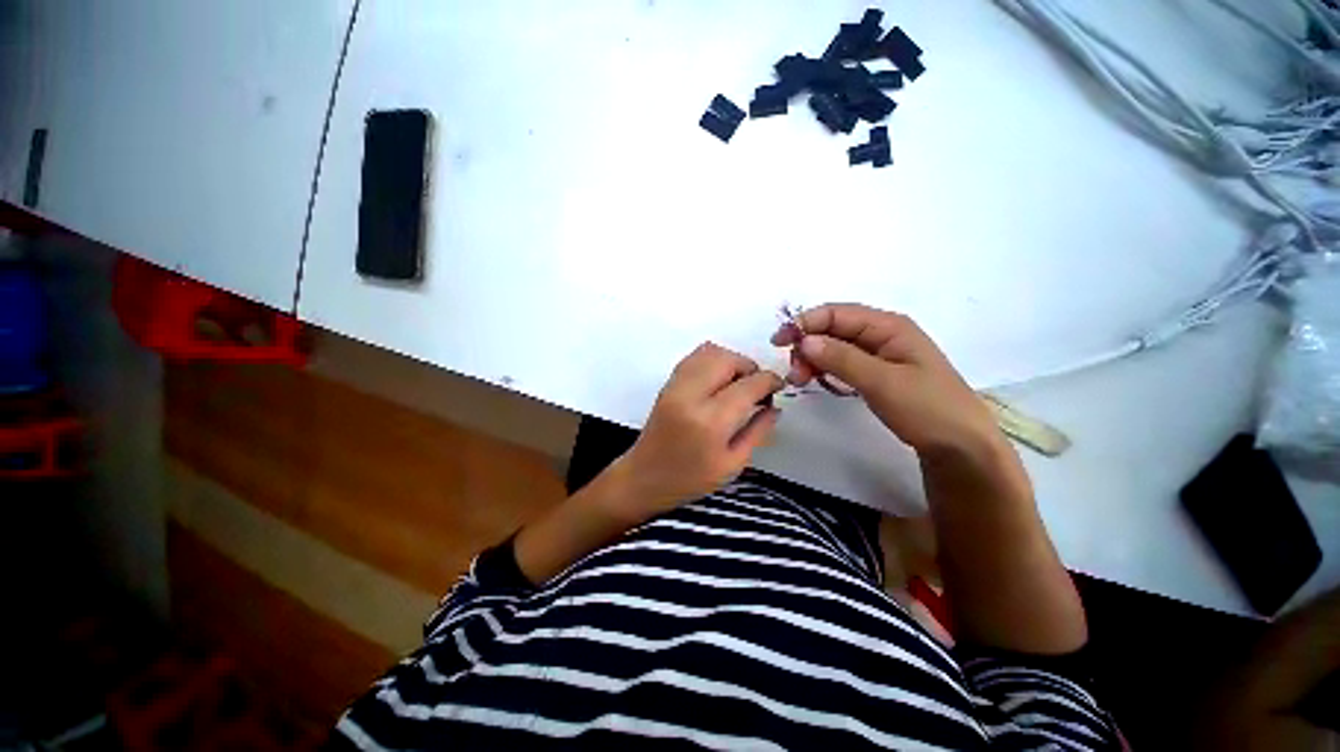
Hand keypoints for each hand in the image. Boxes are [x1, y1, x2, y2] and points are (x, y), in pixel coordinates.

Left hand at [616, 342, 782, 519]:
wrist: (643, 477)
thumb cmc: (690, 479)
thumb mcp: (733, 464)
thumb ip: (758, 431)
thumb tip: (775, 406)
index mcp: (710, 421)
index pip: (748, 384)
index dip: (769, 381)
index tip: (777, 387)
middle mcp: (691, 395)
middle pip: (729, 359)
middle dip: (750, 368)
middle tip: (756, 388)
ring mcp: (675, 385)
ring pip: (711, 351)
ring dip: (731, 361)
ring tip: (737, 384)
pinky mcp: (668, 382)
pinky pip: (695, 356)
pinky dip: (713, 360)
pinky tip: (718, 381)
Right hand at [772, 303, 998, 457]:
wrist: (960, 446)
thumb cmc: (927, 408)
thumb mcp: (882, 381)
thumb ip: (841, 358)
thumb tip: (804, 340)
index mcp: (888, 326)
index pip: (837, 313)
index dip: (805, 323)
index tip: (779, 342)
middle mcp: (882, 334)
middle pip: (833, 329)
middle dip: (808, 345)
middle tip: (793, 372)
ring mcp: (880, 354)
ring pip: (835, 347)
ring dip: (813, 359)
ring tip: (800, 380)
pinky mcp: (877, 373)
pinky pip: (843, 363)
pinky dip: (826, 369)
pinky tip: (818, 381)